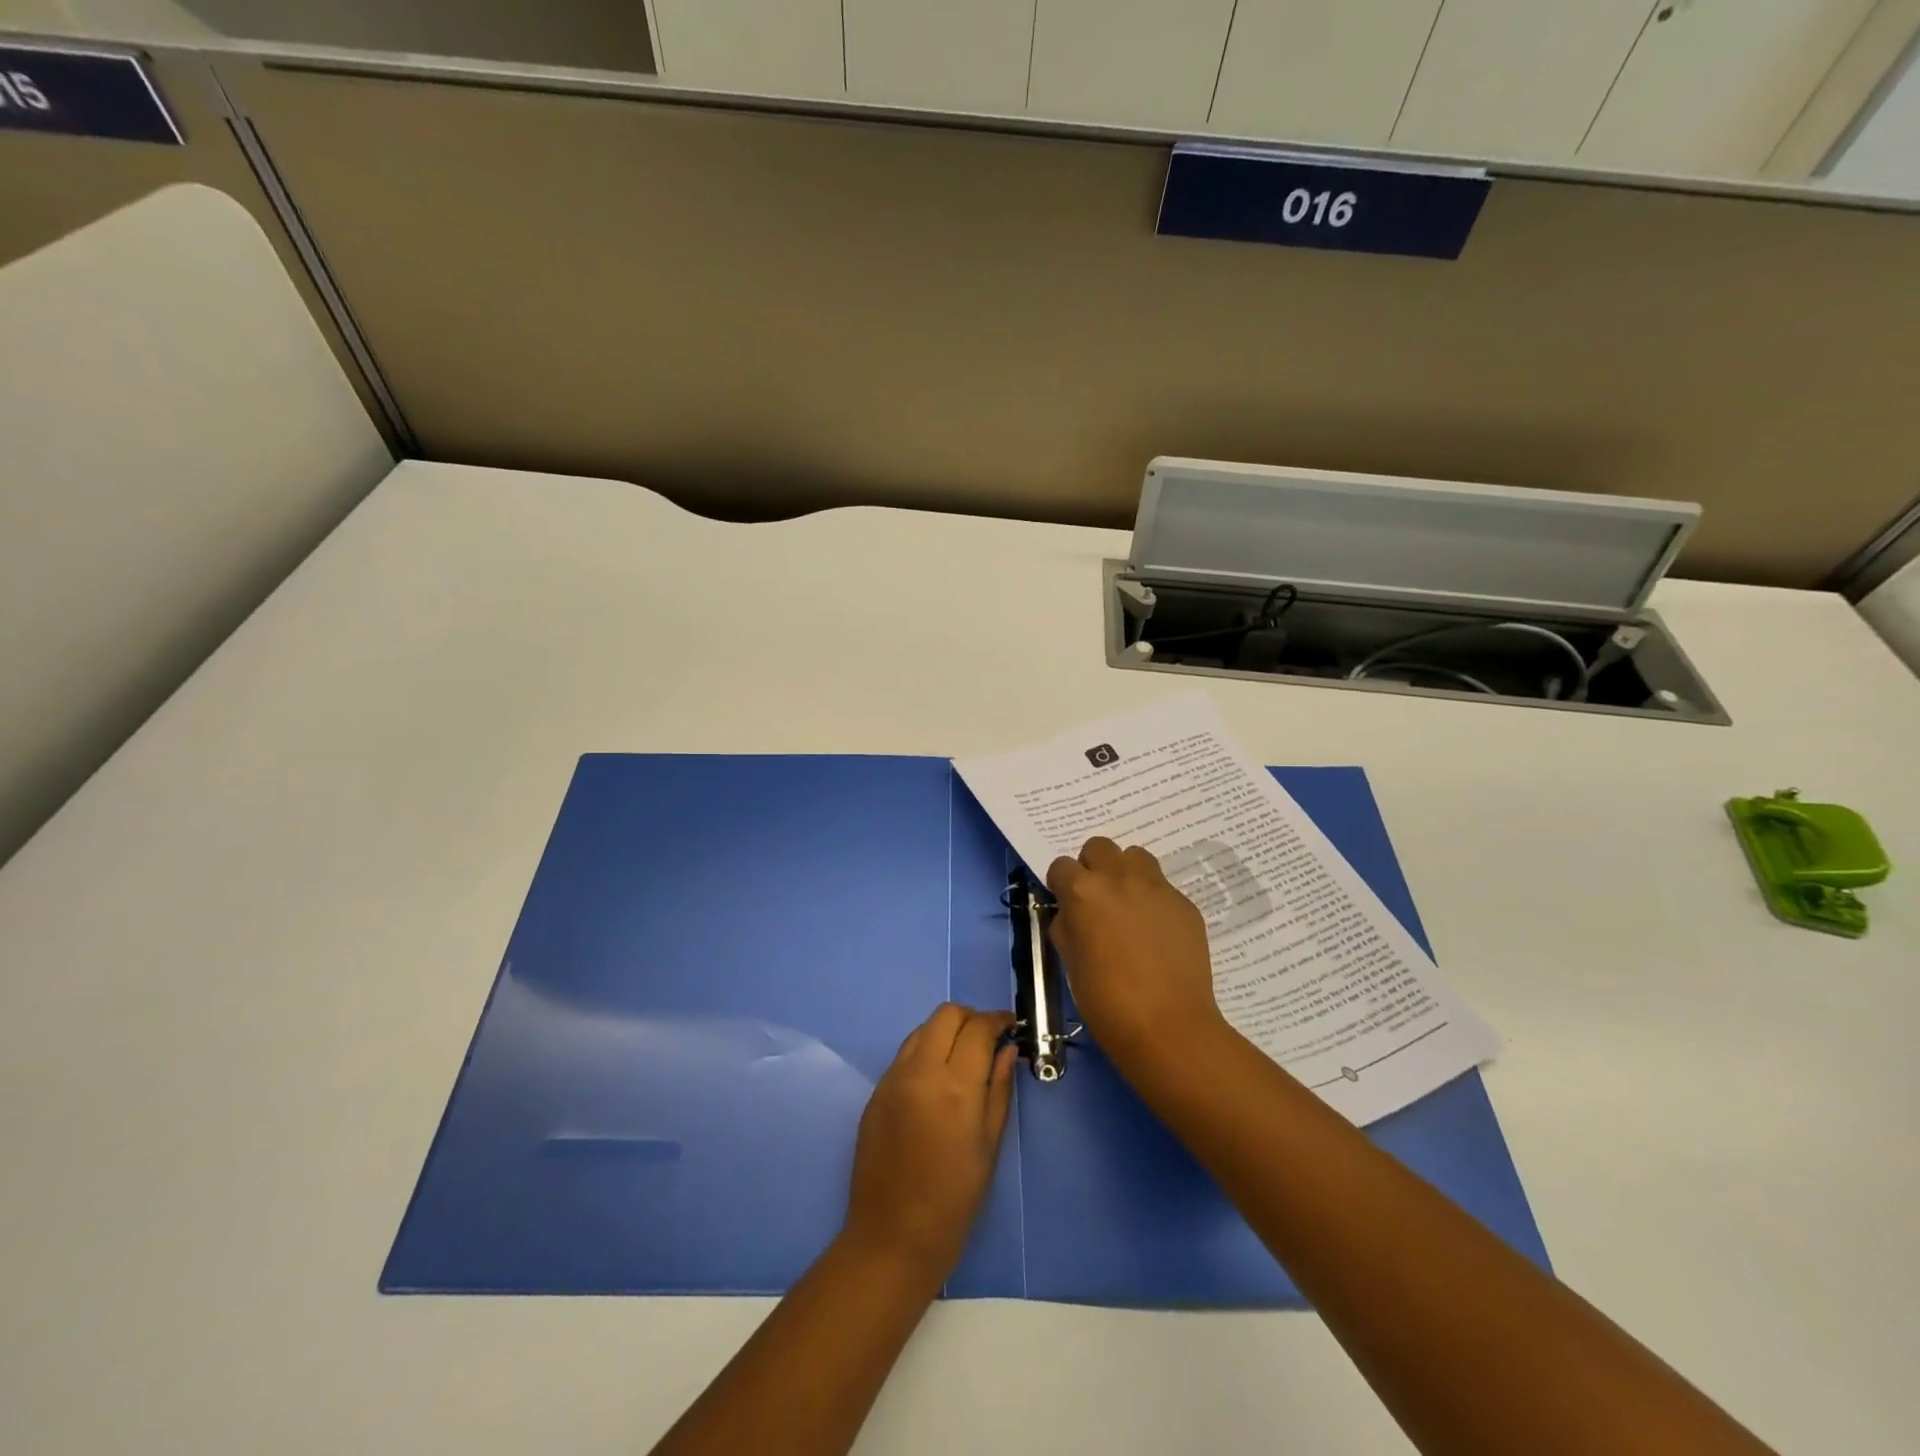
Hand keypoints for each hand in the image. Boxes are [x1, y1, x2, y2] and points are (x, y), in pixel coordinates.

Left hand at [842, 1004, 1014, 1284]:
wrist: (892, 1237)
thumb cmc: (953, 1201)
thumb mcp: (989, 1147)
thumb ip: (999, 1090)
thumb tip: (1008, 1050)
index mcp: (955, 1087)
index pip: (978, 1028)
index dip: (998, 1020)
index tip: (1011, 1026)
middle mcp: (920, 1071)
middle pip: (946, 1014)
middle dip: (971, 1018)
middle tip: (988, 1040)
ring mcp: (893, 1078)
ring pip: (923, 1028)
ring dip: (946, 1031)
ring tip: (963, 1057)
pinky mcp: (876, 1091)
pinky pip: (905, 1053)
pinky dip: (926, 1050)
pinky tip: (936, 1079)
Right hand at [1046, 837, 1227, 1076]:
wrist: (1168, 1026)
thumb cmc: (1106, 1000)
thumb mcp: (1070, 961)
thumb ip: (1067, 925)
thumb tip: (1072, 914)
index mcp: (1083, 891)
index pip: (1061, 865)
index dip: (1061, 884)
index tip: (1066, 903)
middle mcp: (1119, 878)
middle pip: (1099, 847)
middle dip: (1093, 867)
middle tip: (1097, 899)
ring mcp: (1156, 887)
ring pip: (1136, 857)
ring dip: (1126, 873)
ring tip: (1128, 905)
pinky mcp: (1184, 903)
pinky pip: (1162, 887)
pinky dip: (1153, 899)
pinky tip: (1156, 932)